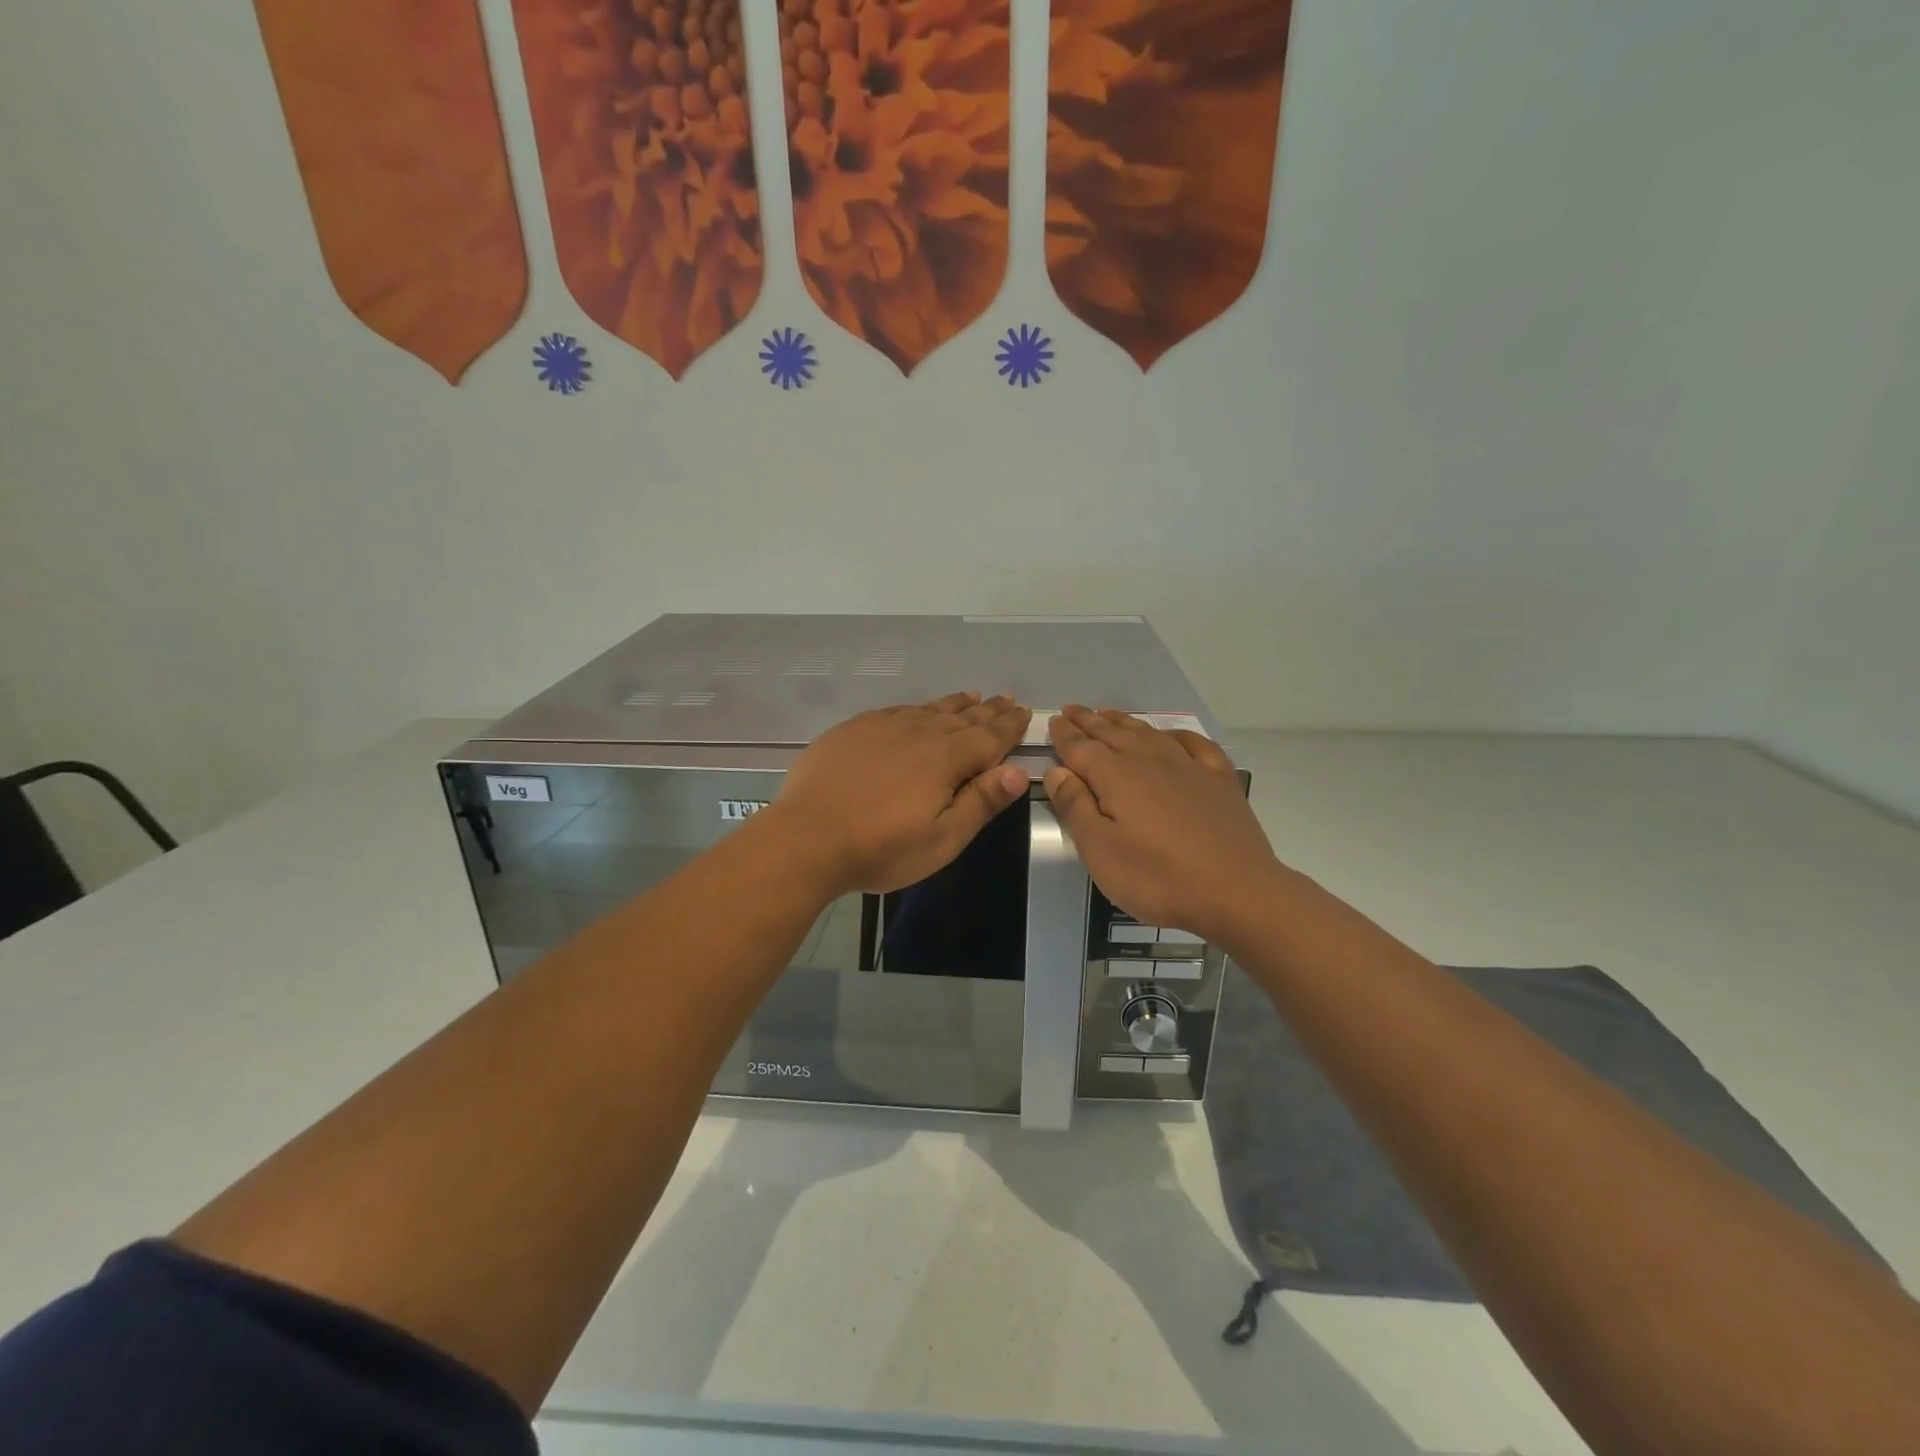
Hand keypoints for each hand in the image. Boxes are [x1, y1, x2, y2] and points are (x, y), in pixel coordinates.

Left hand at [769, 692, 1032, 896]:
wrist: (807, 838)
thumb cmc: (881, 849)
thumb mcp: (942, 839)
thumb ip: (981, 802)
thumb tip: (1018, 771)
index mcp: (945, 759)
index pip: (989, 737)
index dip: (1009, 726)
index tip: (1026, 713)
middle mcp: (918, 733)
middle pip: (962, 718)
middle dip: (988, 711)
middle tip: (1007, 700)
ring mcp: (882, 727)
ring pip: (929, 709)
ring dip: (955, 704)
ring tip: (972, 696)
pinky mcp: (853, 730)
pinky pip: (896, 710)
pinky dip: (916, 708)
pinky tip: (917, 710)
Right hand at [1044, 705, 1283, 947]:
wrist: (1238, 892)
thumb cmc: (1158, 878)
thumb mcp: (1100, 851)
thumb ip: (1075, 807)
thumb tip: (1056, 770)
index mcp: (1116, 776)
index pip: (1081, 747)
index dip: (1064, 734)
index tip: (1053, 721)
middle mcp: (1150, 760)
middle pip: (1112, 733)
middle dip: (1088, 721)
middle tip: (1071, 709)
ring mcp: (1189, 766)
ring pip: (1148, 733)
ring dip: (1124, 722)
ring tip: (1108, 714)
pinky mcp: (1219, 780)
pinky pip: (1194, 744)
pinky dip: (1175, 734)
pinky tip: (1170, 735)